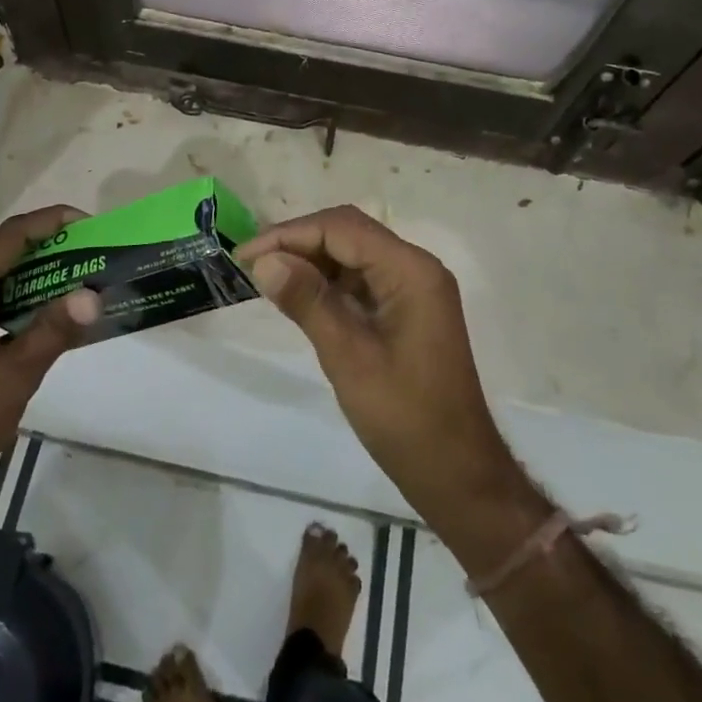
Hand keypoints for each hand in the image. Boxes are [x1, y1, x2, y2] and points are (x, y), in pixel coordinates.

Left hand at [0, 206, 100, 504]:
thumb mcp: (11, 382)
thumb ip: (51, 333)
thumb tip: (92, 292)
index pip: (0, 244)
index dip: (41, 224)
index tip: (83, 222)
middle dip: (30, 236)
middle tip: (73, 244)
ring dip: (22, 264)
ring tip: (66, 272)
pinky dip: (14, 295)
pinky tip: (43, 316)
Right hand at [238, 206, 514, 514]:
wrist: (457, 473)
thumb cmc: (405, 418)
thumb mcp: (349, 358)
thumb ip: (308, 302)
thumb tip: (265, 261)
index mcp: (411, 271)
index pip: (342, 228)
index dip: (289, 235)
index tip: (245, 256)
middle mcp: (416, 267)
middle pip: (348, 232)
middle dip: (298, 242)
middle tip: (251, 264)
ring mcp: (414, 288)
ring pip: (353, 253)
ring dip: (310, 259)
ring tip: (267, 277)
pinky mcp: (407, 308)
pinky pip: (362, 278)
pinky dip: (328, 281)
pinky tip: (299, 295)